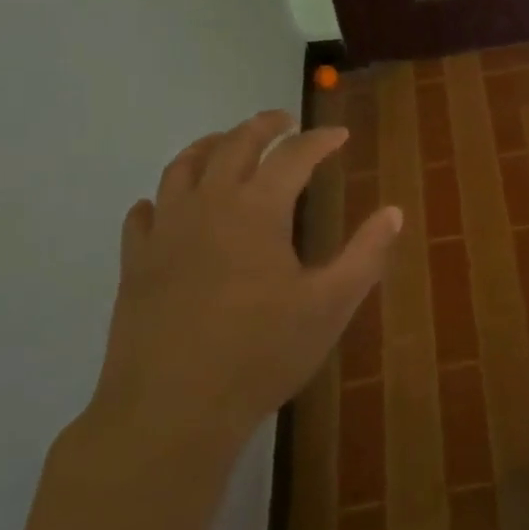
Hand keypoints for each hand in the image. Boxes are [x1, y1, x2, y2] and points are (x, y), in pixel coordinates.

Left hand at [81, 111, 401, 476]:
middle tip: (283, 120)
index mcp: (257, 210)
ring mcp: (165, 233)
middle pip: (233, 145)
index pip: (293, 156)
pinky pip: (144, 214)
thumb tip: (393, 212)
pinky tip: (166, 206)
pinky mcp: (135, 264)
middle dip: (262, 126)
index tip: (339, 135)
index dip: (319, 140)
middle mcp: (208, 206)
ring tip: (225, 143)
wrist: (172, 409)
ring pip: (182, 168)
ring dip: (209, 146)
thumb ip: (366, 254)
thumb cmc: (262, 353)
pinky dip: (162, 198)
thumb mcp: (330, 305)